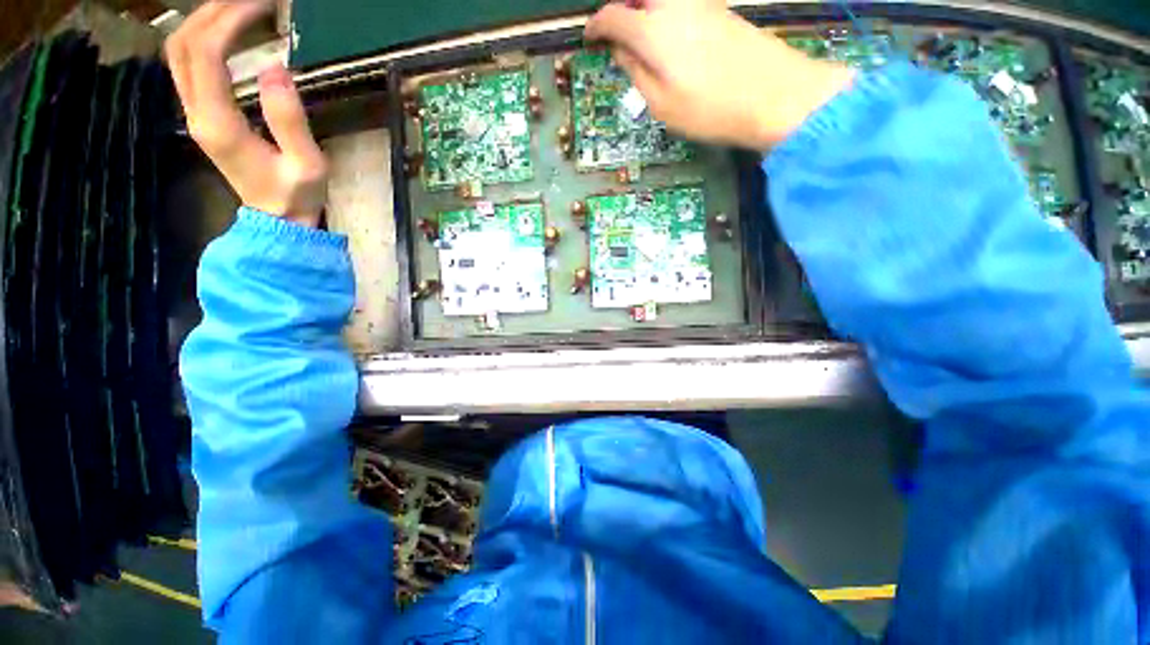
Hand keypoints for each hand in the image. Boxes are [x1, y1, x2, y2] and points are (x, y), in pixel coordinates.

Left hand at [165, 0, 327, 226]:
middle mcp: (196, 112)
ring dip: (204, 22)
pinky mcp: (202, 114)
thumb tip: (276, 68)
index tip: (261, 6)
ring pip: (179, 52)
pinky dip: (204, 39)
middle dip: (212, 13)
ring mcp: (194, 113)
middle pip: (182, 45)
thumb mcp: (308, 164)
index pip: (207, 54)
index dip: (230, 21)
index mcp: (218, 123)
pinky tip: (229, 33)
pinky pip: (189, 65)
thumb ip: (290, 120)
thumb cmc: (296, 195)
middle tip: (250, 1)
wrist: (277, 220)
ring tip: (239, 9)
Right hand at [585, 0, 854, 150]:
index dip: (596, 27)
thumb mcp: (661, 104)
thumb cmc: (710, 109)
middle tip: (616, 39)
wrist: (775, 94)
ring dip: (644, 13)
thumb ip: (636, 73)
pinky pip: (680, 5)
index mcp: (653, 29)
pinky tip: (668, 41)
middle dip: (622, 12)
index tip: (589, 38)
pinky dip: (665, 16)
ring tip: (641, 43)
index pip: (613, 16)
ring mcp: (700, 2)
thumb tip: (622, 51)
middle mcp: (674, 4)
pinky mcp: (718, 8)